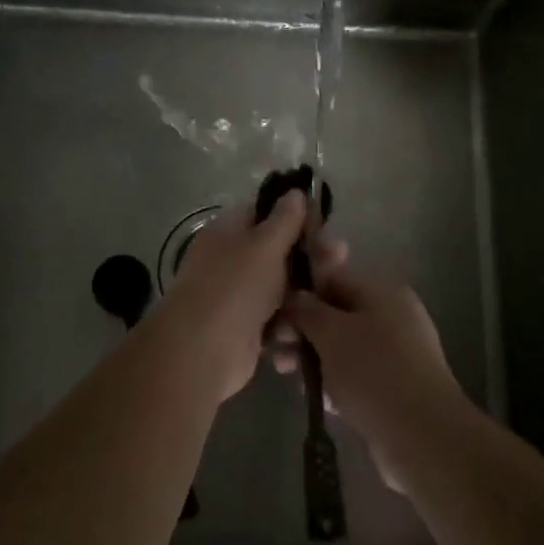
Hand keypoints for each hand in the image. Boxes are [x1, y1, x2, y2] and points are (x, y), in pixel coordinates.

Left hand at [152, 191, 310, 402]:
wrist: (202, 352)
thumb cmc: (235, 286)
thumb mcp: (265, 244)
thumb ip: (285, 219)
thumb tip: (295, 192)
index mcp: (230, 231)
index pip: (266, 212)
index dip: (296, 215)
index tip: (325, 224)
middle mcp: (232, 260)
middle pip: (279, 251)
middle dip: (310, 257)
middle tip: (340, 258)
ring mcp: (239, 296)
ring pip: (282, 288)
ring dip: (304, 295)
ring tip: (328, 300)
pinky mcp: (247, 330)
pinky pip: (277, 320)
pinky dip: (290, 326)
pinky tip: (305, 330)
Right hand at [274, 264, 461, 493]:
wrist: (423, 437)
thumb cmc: (374, 372)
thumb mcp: (332, 333)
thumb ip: (308, 310)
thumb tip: (296, 296)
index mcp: (383, 293)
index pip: (334, 279)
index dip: (301, 294)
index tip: (275, 316)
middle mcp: (393, 317)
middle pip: (337, 315)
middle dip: (304, 331)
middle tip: (277, 353)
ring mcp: (397, 354)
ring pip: (344, 348)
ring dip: (314, 359)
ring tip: (289, 377)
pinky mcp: (394, 388)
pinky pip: (356, 375)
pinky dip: (334, 382)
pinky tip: (317, 399)